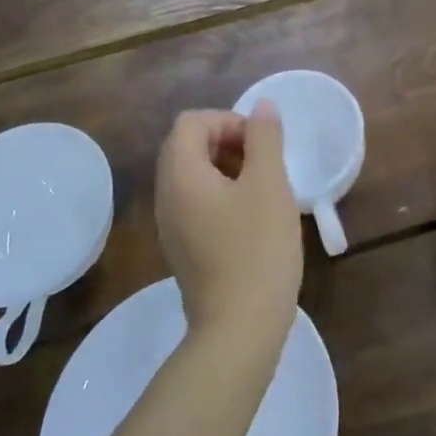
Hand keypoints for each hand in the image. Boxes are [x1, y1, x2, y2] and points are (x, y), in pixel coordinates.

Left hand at [154, 102, 302, 348]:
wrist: (239, 329)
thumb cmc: (257, 249)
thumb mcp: (269, 185)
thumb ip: (265, 138)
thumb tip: (262, 106)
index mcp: (180, 175)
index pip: (192, 122)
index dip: (228, 120)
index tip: (261, 144)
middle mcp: (166, 196)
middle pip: (187, 145)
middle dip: (227, 141)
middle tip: (264, 161)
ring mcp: (171, 225)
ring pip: (192, 174)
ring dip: (226, 167)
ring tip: (263, 187)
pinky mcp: (183, 247)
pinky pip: (195, 201)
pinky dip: (221, 193)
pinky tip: (252, 216)